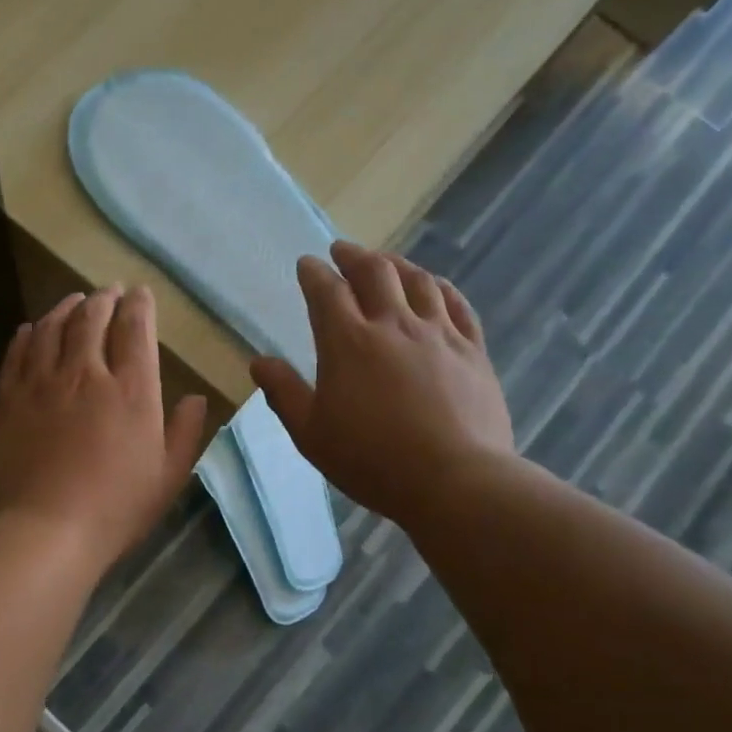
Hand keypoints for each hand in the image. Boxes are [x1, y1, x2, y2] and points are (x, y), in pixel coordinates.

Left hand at [0, 285, 208, 568]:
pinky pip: (17, 352)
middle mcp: (85, 373)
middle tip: (108, 292)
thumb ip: (184, 433)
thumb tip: (195, 398)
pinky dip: (28, 334)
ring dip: (66, 308)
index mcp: (131, 390)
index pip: (135, 329)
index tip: (139, 294)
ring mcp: (40, 383)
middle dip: (103, 298)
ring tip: (73, 301)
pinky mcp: (6, 399)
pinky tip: (32, 329)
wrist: (42, 531)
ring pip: (52, 327)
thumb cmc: (114, 510)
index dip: (139, 305)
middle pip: (92, 318)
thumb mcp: (167, 478)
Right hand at [250, 241, 515, 525]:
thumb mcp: (311, 434)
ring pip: (418, 281)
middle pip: (374, 272)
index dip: (314, 273)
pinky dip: (440, 287)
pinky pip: (457, 304)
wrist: (453, 480)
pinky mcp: (472, 350)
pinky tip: (435, 286)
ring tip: (386, 262)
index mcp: (348, 342)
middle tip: (342, 251)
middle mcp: (393, 324)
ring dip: (397, 264)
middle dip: (354, 256)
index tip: (307, 264)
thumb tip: (259, 362)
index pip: (326, 292)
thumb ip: (284, 393)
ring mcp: (438, 333)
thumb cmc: (370, 460)